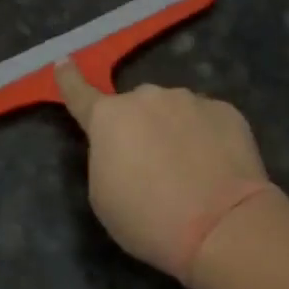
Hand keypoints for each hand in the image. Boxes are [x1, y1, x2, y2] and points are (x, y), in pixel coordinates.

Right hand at [55, 59, 275, 282]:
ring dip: (174, 131)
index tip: (63, 62)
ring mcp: (189, 100)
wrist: (222, 226)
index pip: (80, 93)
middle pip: (136, 108)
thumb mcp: (103, 196)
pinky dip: (206, 138)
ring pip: (174, 111)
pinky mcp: (225, 111)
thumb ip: (105, 157)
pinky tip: (217, 168)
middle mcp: (146, 97)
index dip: (70, 79)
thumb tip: (120, 144)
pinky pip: (207, 120)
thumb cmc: (149, 219)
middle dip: (139, 127)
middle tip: (152, 166)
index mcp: (108, 118)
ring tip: (190, 172)